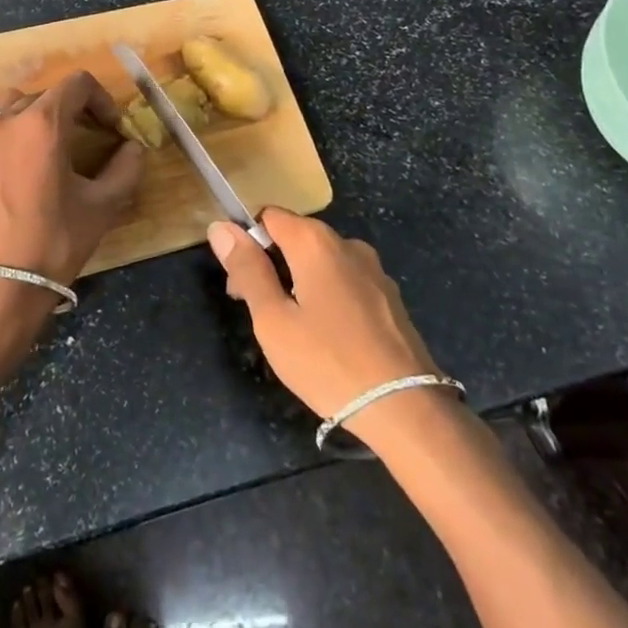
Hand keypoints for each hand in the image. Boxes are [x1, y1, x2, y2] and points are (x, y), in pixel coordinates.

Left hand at [0, 71, 146, 287]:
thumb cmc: (54, 242)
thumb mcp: (101, 206)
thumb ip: (125, 169)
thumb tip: (133, 148)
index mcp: (42, 123)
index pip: (77, 84)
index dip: (101, 100)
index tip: (112, 129)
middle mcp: (7, 119)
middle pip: (47, 94)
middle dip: (74, 110)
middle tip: (91, 138)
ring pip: (15, 105)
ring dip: (39, 116)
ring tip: (54, 146)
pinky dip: (14, 132)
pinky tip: (25, 166)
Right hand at [207, 209, 440, 425]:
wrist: (407, 409)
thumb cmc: (328, 362)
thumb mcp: (273, 320)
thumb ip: (247, 270)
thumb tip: (221, 227)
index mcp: (315, 241)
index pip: (268, 217)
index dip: (247, 245)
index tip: (241, 287)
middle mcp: (346, 243)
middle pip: (295, 238)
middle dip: (271, 266)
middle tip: (261, 316)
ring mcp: (373, 269)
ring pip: (321, 262)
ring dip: (299, 283)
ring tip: (294, 333)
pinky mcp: (389, 296)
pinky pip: (345, 281)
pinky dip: (327, 297)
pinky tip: (328, 339)